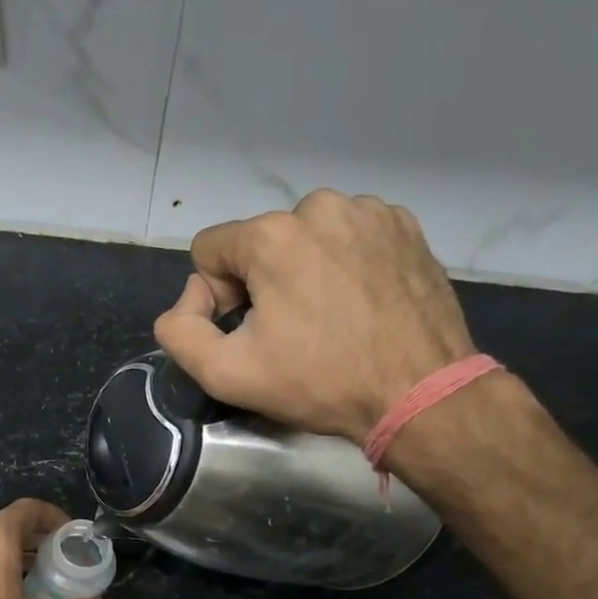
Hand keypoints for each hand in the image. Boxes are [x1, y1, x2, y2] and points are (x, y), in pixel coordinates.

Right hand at [154, 190, 475, 444]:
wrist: (419, 393)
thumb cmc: (319, 383)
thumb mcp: (225, 373)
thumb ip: (178, 331)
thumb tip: (189, 300)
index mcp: (271, 235)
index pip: (210, 250)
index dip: (216, 296)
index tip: (249, 332)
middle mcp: (319, 206)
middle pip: (259, 243)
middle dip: (263, 282)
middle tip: (292, 332)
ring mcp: (369, 212)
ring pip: (306, 238)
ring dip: (304, 272)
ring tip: (330, 319)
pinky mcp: (405, 227)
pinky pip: (350, 238)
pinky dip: (345, 265)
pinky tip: (360, 304)